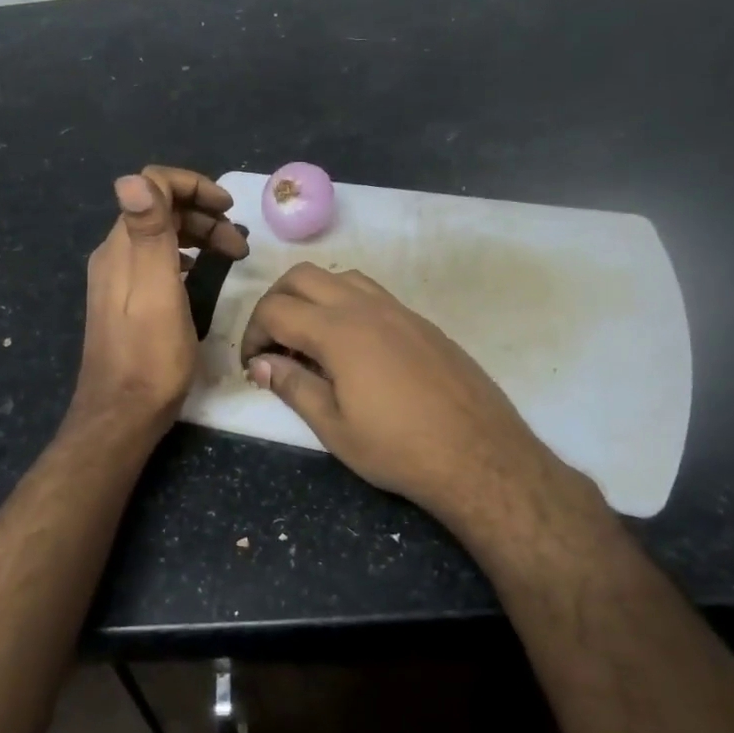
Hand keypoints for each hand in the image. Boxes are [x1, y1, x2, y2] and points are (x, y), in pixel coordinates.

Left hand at [69, 166, 248, 435]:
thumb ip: (148, 233)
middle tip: (240, 242)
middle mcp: (115, 256)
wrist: (122, 414)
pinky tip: (200, 274)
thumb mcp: (156, 291)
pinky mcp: (126, 303)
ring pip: (160, 237)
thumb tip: (131, 176)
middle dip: (203, 214)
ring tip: (232, 255)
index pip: (151, 185)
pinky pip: (158, 262)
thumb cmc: (150, 356)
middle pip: (159, 210)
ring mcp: (118, 280)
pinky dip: (185, 257)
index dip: (194, 186)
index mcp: (121, 247)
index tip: (230, 208)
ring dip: (198, 235)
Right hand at [240, 264, 596, 539]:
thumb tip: (263, 364)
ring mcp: (399, 310)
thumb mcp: (334, 427)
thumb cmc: (399, 449)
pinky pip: (372, 294)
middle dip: (275, 302)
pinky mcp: (421, 322)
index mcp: (338, 331)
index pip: (275, 310)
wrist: (480, 455)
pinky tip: (352, 347)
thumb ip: (293, 386)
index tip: (254, 366)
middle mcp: (366, 307)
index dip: (253, 334)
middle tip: (272, 343)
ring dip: (312, 297)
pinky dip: (345, 304)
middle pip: (303, 276)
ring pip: (340, 277)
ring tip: (310, 340)